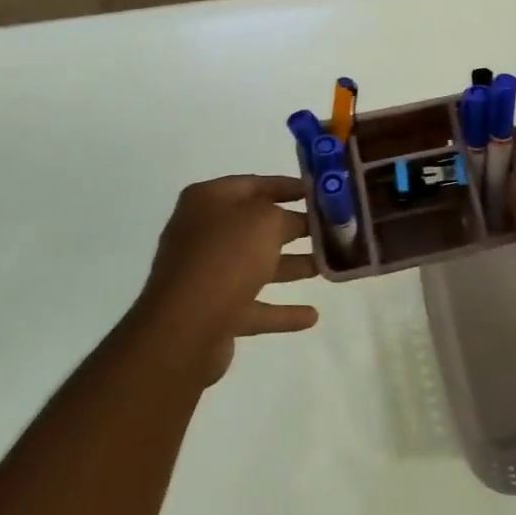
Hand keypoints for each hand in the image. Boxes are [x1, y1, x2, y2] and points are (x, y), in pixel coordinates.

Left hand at [135, 176, 319, 384]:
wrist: (184, 330)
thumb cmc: (226, 258)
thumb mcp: (265, 221)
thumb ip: (285, 215)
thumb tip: (293, 222)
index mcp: (208, 201)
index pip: (254, 184)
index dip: (288, 186)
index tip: (320, 192)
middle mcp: (203, 233)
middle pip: (256, 226)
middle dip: (294, 228)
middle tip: (331, 229)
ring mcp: (206, 275)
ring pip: (256, 265)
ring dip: (292, 266)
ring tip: (327, 266)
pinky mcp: (213, 313)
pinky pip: (254, 307)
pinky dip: (281, 311)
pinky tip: (312, 316)